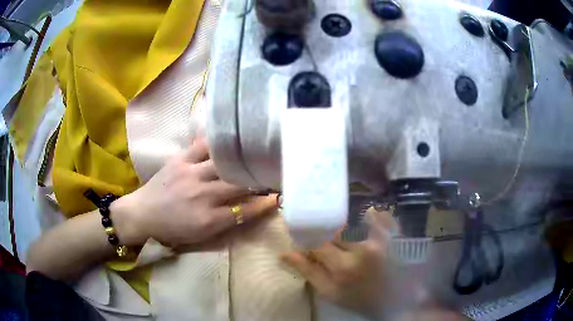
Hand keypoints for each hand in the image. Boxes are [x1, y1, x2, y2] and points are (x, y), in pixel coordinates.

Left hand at [112, 138, 276, 247]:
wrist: (142, 214)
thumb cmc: (173, 229)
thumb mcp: (201, 235)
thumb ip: (226, 222)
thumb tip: (249, 208)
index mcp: (209, 219)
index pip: (246, 210)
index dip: (266, 203)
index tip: (279, 196)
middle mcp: (203, 195)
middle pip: (240, 185)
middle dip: (260, 180)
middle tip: (273, 173)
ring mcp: (191, 174)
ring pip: (226, 164)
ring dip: (243, 161)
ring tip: (256, 154)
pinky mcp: (180, 160)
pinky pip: (203, 145)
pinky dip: (218, 141)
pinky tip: (230, 136)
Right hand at [282, 209, 397, 318]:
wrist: (394, 300)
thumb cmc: (358, 298)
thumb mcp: (329, 292)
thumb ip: (307, 271)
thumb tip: (285, 253)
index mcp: (342, 267)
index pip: (316, 243)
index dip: (308, 239)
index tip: (306, 241)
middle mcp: (361, 249)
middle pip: (334, 229)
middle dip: (326, 232)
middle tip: (327, 238)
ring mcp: (380, 239)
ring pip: (352, 221)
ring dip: (344, 225)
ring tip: (343, 233)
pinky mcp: (393, 235)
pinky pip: (378, 217)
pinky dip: (370, 215)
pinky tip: (366, 218)